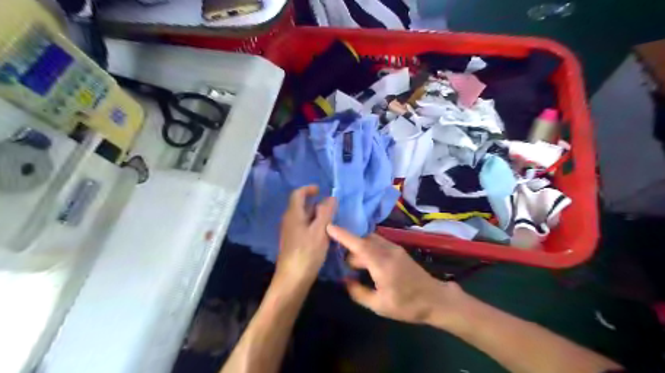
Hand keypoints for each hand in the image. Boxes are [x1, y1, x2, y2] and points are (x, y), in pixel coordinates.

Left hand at [276, 186, 337, 288]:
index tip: (321, 190)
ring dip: (316, 215)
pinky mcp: (293, 243)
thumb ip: (326, 212)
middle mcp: (289, 221)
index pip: (297, 194)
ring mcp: (290, 233)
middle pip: (300, 206)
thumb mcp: (320, 230)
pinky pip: (304, 228)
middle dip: (315, 203)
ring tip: (330, 221)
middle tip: (331, 207)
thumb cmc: (307, 252)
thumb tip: (331, 197)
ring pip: (303, 218)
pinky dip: (314, 225)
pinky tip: (323, 235)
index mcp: (293, 214)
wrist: (292, 280)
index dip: (308, 189)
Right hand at [327, 225, 463, 325]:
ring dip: (359, 248)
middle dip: (350, 249)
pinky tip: (366, 261)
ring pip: (370, 240)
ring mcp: (394, 248)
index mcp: (382, 264)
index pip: (359, 245)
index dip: (343, 235)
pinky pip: (378, 242)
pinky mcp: (398, 249)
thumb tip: (345, 280)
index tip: (329, 226)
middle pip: (362, 241)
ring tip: (354, 264)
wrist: (435, 299)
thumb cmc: (407, 305)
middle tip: (343, 266)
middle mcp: (388, 250)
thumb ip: (358, 292)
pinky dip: (367, 247)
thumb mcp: (379, 305)